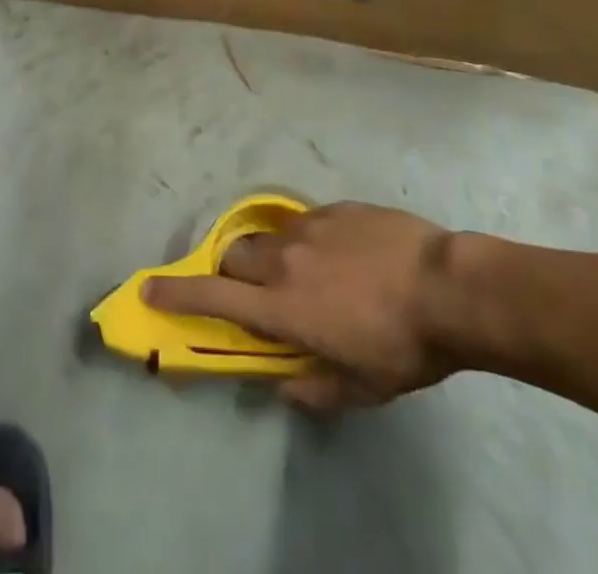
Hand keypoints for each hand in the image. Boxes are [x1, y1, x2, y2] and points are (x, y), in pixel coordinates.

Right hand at [144, 201, 464, 410]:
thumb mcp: (363, 387)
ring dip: (273, 257)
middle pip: (234, 257)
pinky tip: (343, 255)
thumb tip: (284, 388)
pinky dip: (309, 241)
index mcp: (283, 306)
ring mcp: (308, 228)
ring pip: (268, 237)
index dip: (177, 293)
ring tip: (308, 274)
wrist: (448, 287)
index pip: (214, 298)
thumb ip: (316, 389)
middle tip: (259, 294)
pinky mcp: (334, 208)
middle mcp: (284, 260)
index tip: (148, 287)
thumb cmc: (403, 346)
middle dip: (234, 274)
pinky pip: (305, 223)